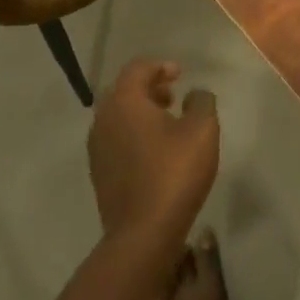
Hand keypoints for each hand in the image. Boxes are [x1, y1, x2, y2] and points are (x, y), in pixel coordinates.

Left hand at [88, 59, 218, 251]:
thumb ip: (201, 102)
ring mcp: (97, 148)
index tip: (181, 75)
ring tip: (168, 123)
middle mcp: (103, 119)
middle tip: (173, 96)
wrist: (143, 233)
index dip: (160, 66)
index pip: (137, 69)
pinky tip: (156, 150)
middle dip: (148, 88)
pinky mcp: (99, 173)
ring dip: (141, 112)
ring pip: (117, 116)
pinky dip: (133, 133)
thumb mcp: (202, 130)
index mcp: (124, 102)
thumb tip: (195, 94)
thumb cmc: (174, 173)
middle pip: (123, 91)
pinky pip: (115, 139)